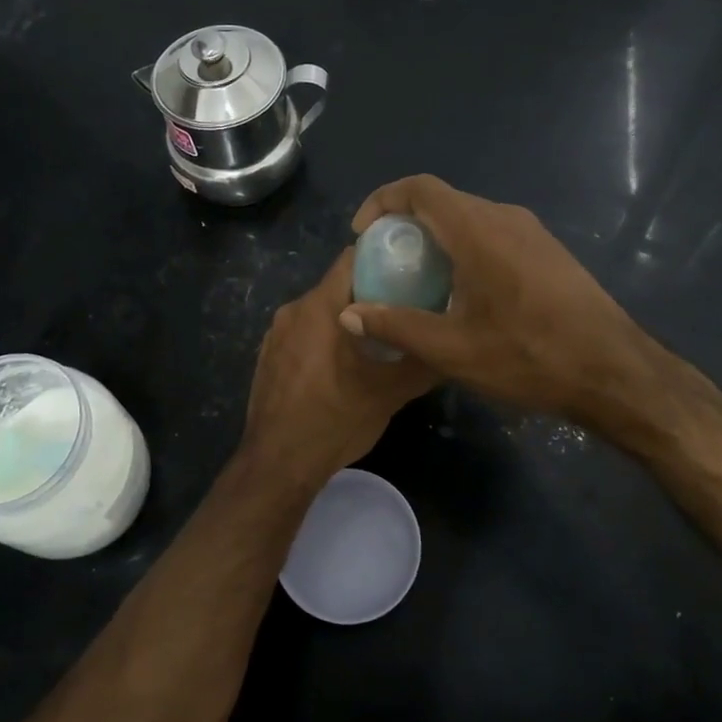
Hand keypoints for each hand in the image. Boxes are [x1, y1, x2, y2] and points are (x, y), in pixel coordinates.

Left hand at [242, 248, 435, 488]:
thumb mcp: (388, 394)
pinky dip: (324, 338)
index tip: (411, 269)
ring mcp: (276, 333)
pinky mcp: (268, 355)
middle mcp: (293, 310)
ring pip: (320, 310)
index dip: (383, 257)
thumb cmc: (334, 421)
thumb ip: (422, 363)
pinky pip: (303, 332)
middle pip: (338, 285)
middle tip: (404, 308)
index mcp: (320, 307)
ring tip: (378, 339)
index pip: (352, 258)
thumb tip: (453, 345)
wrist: (277, 464)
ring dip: (347, 318)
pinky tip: (343, 364)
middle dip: (370, 292)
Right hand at [340, 174, 674, 425]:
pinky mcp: (548, 252)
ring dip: (436, 237)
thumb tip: (348, 315)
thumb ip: (396, 326)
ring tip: (418, 279)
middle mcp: (505, 218)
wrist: (615, 373)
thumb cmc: (529, 356)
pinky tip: (462, 292)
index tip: (364, 234)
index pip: (420, 188)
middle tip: (386, 262)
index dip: (383, 201)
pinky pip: (493, 234)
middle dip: (406, 223)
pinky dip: (464, 248)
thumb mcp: (453, 349)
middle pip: (443, 201)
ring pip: (470, 217)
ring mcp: (532, 233)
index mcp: (479, 231)